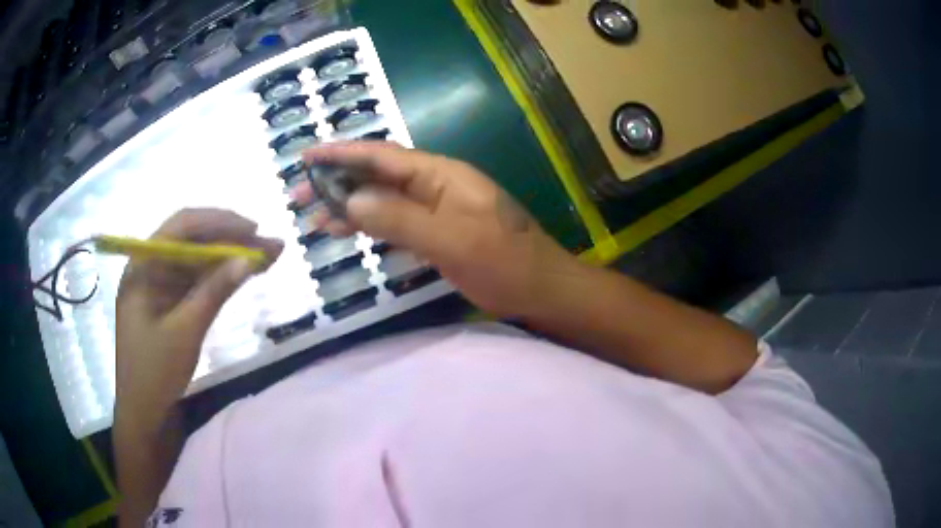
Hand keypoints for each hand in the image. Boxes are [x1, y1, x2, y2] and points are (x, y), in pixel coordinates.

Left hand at [115, 208, 282, 429]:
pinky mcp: (167, 302)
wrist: (142, 412)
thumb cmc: (155, 372)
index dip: (219, 221)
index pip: (182, 226)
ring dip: (228, 257)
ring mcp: (158, 285)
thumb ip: (215, 290)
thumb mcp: (186, 331)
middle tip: (267, 244)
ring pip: (196, 259)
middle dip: (229, 238)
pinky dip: (218, 276)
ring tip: (264, 257)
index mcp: (143, 265)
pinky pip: (195, 280)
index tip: (253, 228)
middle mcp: (149, 266)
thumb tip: (250, 258)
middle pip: (191, 239)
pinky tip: (240, 274)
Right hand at [294, 142, 580, 317]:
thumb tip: (349, 201)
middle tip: (296, 195)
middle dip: (335, 182)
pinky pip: (393, 223)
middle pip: (376, 176)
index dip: (342, 153)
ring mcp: (434, 210)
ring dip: (346, 205)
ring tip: (309, 216)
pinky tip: (343, 231)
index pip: (382, 156)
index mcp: (441, 175)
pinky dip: (367, 225)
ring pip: (381, 200)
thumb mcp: (453, 240)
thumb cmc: (506, 263)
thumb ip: (400, 219)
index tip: (306, 156)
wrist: (542, 291)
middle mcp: (434, 186)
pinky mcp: (435, 233)